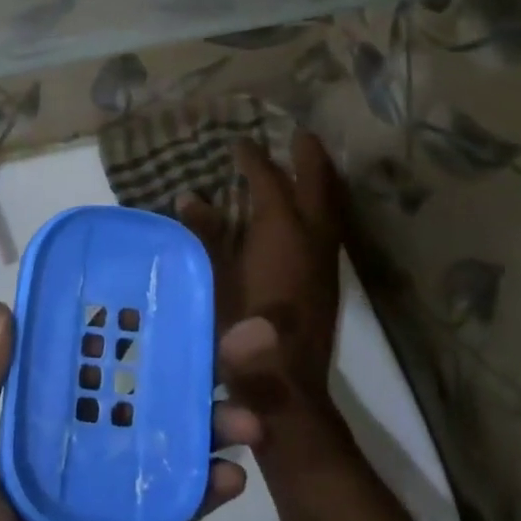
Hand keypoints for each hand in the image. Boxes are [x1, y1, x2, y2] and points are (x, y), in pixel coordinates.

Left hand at [0, 304, 260, 520]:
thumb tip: (4, 310)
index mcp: (47, 419)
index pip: (94, 359)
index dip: (128, 325)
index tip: (168, 291)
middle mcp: (91, 443)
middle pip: (151, 390)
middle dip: (198, 363)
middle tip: (247, 337)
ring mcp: (124, 489)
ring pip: (181, 439)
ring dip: (218, 420)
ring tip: (247, 418)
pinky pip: (190, 502)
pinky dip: (216, 482)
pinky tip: (233, 473)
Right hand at [180, 133, 344, 427]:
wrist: (286, 386)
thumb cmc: (240, 329)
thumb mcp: (213, 278)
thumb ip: (204, 234)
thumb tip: (189, 196)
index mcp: (281, 231)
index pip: (270, 182)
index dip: (254, 160)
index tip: (240, 142)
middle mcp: (311, 238)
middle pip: (317, 186)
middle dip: (309, 157)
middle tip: (300, 133)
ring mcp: (325, 261)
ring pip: (331, 207)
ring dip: (321, 181)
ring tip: (311, 163)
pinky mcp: (328, 281)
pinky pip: (330, 227)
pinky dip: (322, 208)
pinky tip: (309, 215)